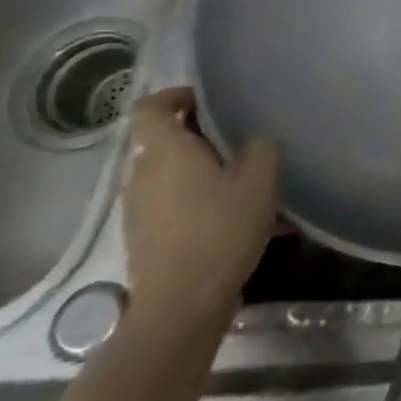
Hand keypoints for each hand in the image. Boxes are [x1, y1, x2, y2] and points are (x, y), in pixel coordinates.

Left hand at [122, 88, 279, 336]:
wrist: (182, 304)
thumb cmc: (220, 229)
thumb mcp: (259, 181)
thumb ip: (261, 148)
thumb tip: (256, 139)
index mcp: (166, 152)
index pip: (150, 108)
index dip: (174, 96)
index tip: (206, 99)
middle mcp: (143, 175)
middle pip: (165, 142)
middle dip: (201, 137)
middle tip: (243, 140)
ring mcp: (140, 209)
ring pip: (172, 175)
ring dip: (204, 171)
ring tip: (247, 183)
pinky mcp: (147, 237)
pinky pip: (175, 205)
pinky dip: (202, 201)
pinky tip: (239, 219)